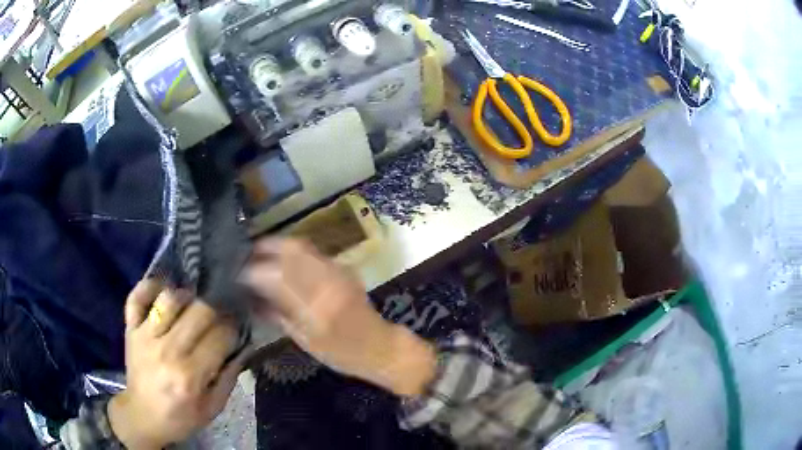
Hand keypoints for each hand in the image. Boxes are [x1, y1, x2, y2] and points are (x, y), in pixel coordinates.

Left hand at [109, 281, 249, 449]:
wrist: (142, 416)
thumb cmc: (180, 417)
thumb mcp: (212, 408)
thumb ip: (228, 379)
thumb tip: (241, 348)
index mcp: (189, 376)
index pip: (220, 336)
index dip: (233, 329)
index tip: (236, 330)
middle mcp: (167, 350)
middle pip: (199, 310)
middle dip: (216, 310)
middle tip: (218, 317)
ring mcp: (145, 336)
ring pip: (169, 298)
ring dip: (186, 297)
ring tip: (192, 306)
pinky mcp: (131, 329)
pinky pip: (137, 297)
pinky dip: (149, 287)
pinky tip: (163, 292)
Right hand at [242, 238, 435, 396]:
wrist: (379, 346)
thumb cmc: (341, 353)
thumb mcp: (304, 341)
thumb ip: (277, 315)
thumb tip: (251, 297)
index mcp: (315, 307)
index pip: (275, 277)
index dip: (252, 271)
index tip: (236, 273)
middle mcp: (326, 283)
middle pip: (289, 251)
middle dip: (263, 248)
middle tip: (245, 253)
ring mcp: (337, 272)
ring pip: (301, 246)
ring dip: (277, 245)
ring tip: (259, 252)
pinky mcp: (344, 268)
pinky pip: (313, 252)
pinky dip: (293, 251)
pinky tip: (282, 258)